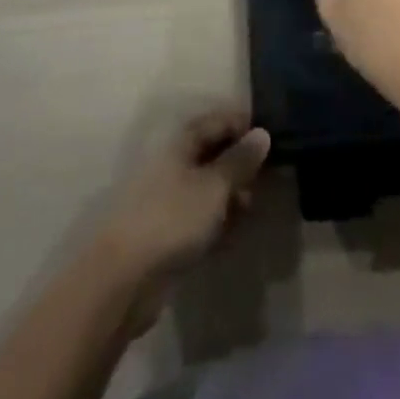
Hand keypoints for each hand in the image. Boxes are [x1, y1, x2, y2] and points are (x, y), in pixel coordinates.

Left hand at [96, 109, 269, 293]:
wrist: (125, 278)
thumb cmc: (172, 218)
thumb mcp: (214, 186)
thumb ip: (239, 160)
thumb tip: (263, 133)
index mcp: (180, 142)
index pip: (216, 121)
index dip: (244, 125)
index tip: (273, 137)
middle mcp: (173, 163)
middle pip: (212, 153)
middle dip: (240, 162)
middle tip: (269, 175)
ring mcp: (169, 198)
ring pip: (208, 186)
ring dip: (231, 193)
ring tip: (254, 205)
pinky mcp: (169, 232)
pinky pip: (201, 216)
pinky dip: (219, 219)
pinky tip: (237, 230)